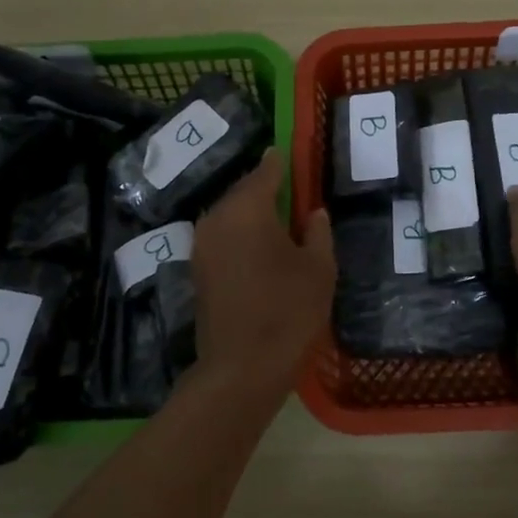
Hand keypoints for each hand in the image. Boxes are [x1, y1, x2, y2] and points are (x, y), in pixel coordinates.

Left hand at [192, 150, 335, 380]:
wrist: (241, 368)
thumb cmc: (288, 311)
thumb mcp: (319, 269)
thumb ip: (318, 233)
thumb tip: (313, 213)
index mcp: (248, 210)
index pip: (264, 172)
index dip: (278, 161)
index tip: (287, 149)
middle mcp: (217, 219)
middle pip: (242, 192)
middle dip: (264, 186)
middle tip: (289, 185)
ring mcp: (202, 246)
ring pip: (229, 215)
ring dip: (250, 211)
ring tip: (277, 215)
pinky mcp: (198, 270)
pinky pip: (222, 236)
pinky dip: (240, 232)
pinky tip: (259, 244)